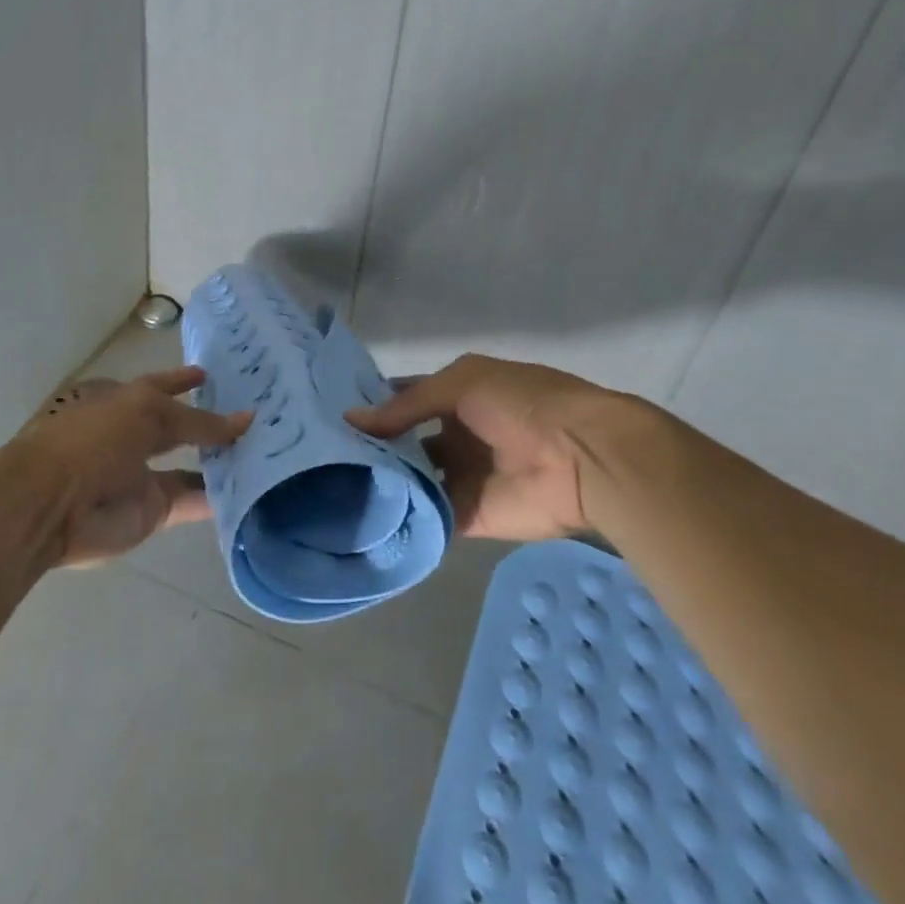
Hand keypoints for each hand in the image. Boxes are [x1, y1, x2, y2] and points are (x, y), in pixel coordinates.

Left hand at [15, 367, 251, 566]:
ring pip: (191, 467)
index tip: (214, 375)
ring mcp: (143, 476)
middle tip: (255, 417)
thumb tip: (247, 419)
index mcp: (123, 403)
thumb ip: (199, 420)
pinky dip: (219, 499)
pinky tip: (253, 490)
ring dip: (222, 461)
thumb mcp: (149, 414)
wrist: (50, 505)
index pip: (161, 386)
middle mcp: (134, 436)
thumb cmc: (92, 440)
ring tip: (264, 452)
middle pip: (179, 429)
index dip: (184, 380)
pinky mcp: (152, 511)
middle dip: (211, 423)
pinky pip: (193, 502)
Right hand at [347, 354, 617, 544]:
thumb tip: (351, 420)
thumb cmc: (521, 405)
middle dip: (373, 448)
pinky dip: (404, 517)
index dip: (374, 406)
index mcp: (458, 398)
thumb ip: (406, 405)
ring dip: (385, 483)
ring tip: (334, 488)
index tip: (331, 416)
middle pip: (406, 443)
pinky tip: (363, 518)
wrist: (581, 458)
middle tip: (323, 457)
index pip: (406, 400)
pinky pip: (430, 516)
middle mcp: (456, 436)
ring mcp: (462, 477)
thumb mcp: (460, 384)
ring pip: (414, 480)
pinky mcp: (469, 515)